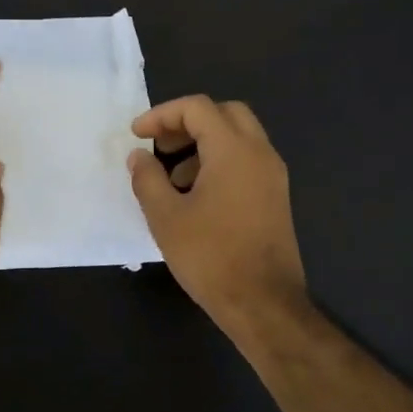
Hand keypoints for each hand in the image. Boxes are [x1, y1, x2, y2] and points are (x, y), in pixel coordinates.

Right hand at [128, 96, 307, 338]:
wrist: (263, 303)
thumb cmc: (210, 257)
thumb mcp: (165, 217)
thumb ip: (147, 179)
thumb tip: (139, 156)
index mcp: (234, 151)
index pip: (197, 108)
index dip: (162, 115)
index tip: (136, 135)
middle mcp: (260, 153)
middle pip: (224, 114)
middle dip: (187, 122)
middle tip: (160, 146)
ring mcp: (273, 175)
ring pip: (238, 137)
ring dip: (204, 144)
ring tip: (173, 178)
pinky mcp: (276, 197)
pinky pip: (247, 161)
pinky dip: (220, 162)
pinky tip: (196, 197)